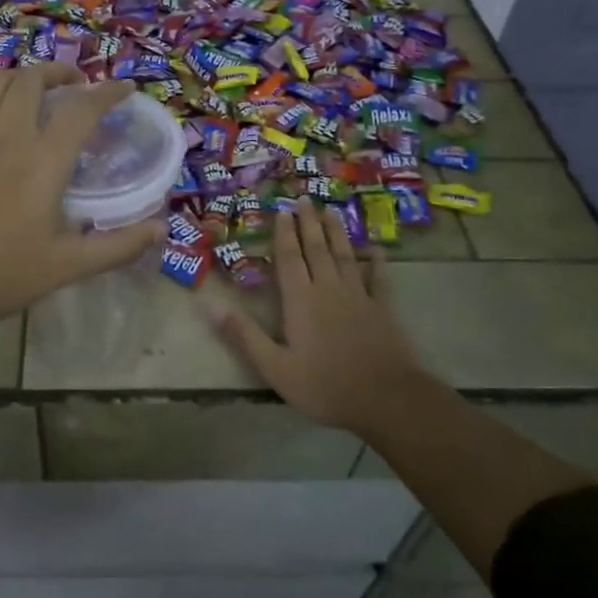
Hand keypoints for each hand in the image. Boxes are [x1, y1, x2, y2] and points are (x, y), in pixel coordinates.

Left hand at [0, 64, 163, 341]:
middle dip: (61, 72)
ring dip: (26, 76)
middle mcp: (7, 137)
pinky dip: (0, 99)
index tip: (126, 88)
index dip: (108, 92)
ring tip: (42, 91)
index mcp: (42, 161)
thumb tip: (161, 229)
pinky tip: (6, 127)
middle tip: (79, 84)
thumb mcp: (66, 267)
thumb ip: (117, 246)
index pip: (81, 109)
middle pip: (32, 79)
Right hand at [215, 200, 441, 439]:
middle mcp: (329, 289)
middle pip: (317, 249)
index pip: (290, 259)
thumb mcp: (275, 367)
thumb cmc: (324, 385)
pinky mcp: (382, 309)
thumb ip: (244, 335)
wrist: (385, 399)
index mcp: (300, 301)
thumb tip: (212, 306)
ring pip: (345, 256)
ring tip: (331, 211)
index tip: (283, 211)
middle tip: (305, 198)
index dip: (285, 234)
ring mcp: (359, 296)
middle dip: (309, 223)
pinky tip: (377, 249)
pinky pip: (379, 279)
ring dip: (337, 233)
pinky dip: (377, 262)